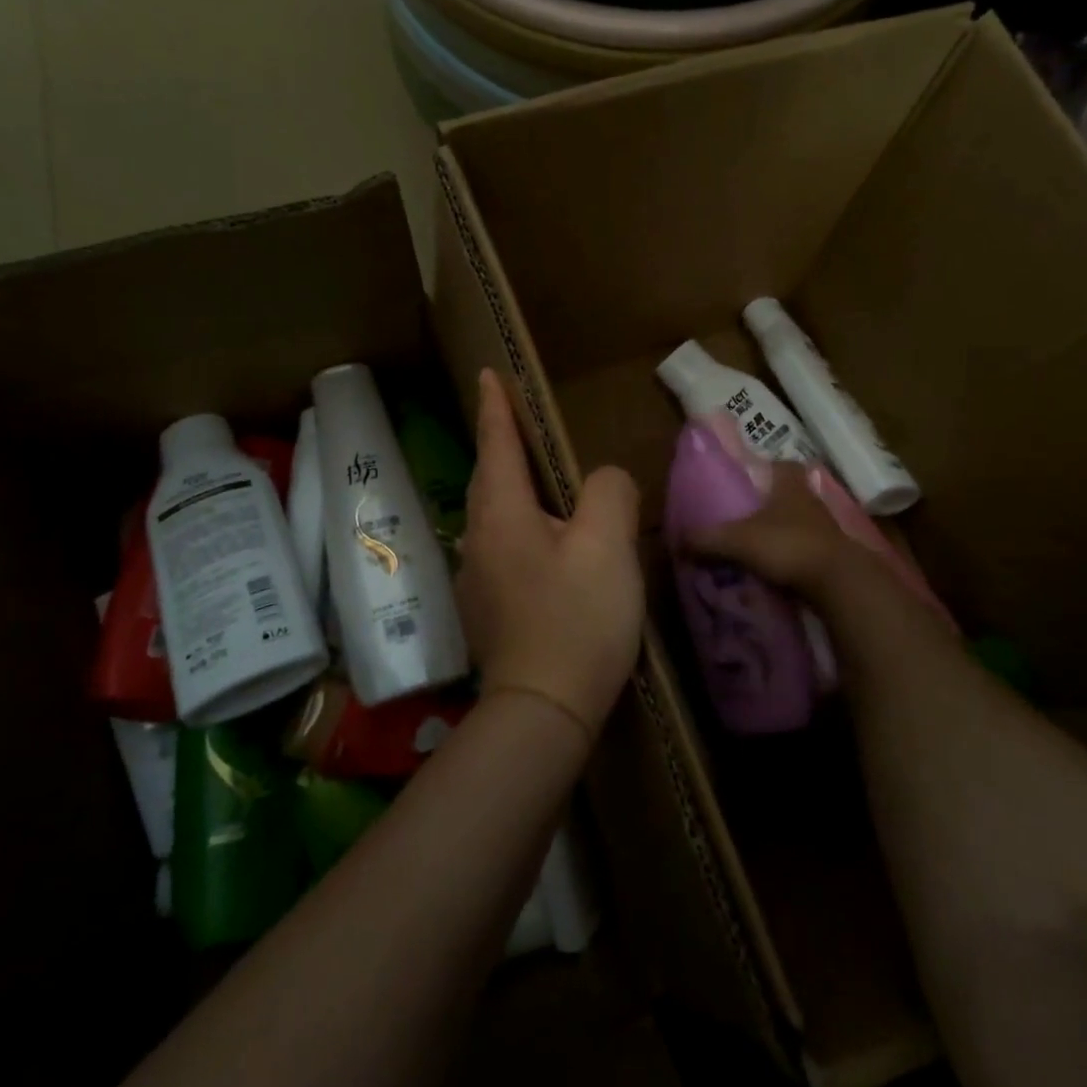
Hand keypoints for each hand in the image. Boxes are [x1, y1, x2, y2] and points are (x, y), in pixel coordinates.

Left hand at [456, 369, 643, 740]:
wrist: (542, 710)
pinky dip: (520, 529)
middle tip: (518, 424)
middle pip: (488, 479)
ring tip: (539, 483)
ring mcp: (478, 579)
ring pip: (493, 516)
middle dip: (500, 446)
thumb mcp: (607, 545)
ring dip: (511, 490)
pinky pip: (502, 548)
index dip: (495, 408)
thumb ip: (608, 493)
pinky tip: (545, 547)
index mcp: (502, 514)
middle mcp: (479, 540)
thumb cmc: (576, 619)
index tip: (487, 375)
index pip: (495, 445)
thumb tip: (604, 482)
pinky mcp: (488, 611)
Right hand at [687, 462, 865, 598]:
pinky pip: (810, 551)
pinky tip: (778, 570)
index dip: (772, 467)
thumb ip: (707, 540)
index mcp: (790, 488)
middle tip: (749, 516)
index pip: (786, 466)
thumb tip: (678, 541)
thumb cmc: (786, 546)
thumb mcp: (737, 541)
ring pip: (803, 524)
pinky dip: (795, 558)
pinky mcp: (835, 558)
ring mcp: (827, 531)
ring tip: (760, 547)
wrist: (837, 582)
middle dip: (774, 503)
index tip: (755, 476)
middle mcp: (812, 503)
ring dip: (785, 532)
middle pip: (793, 495)